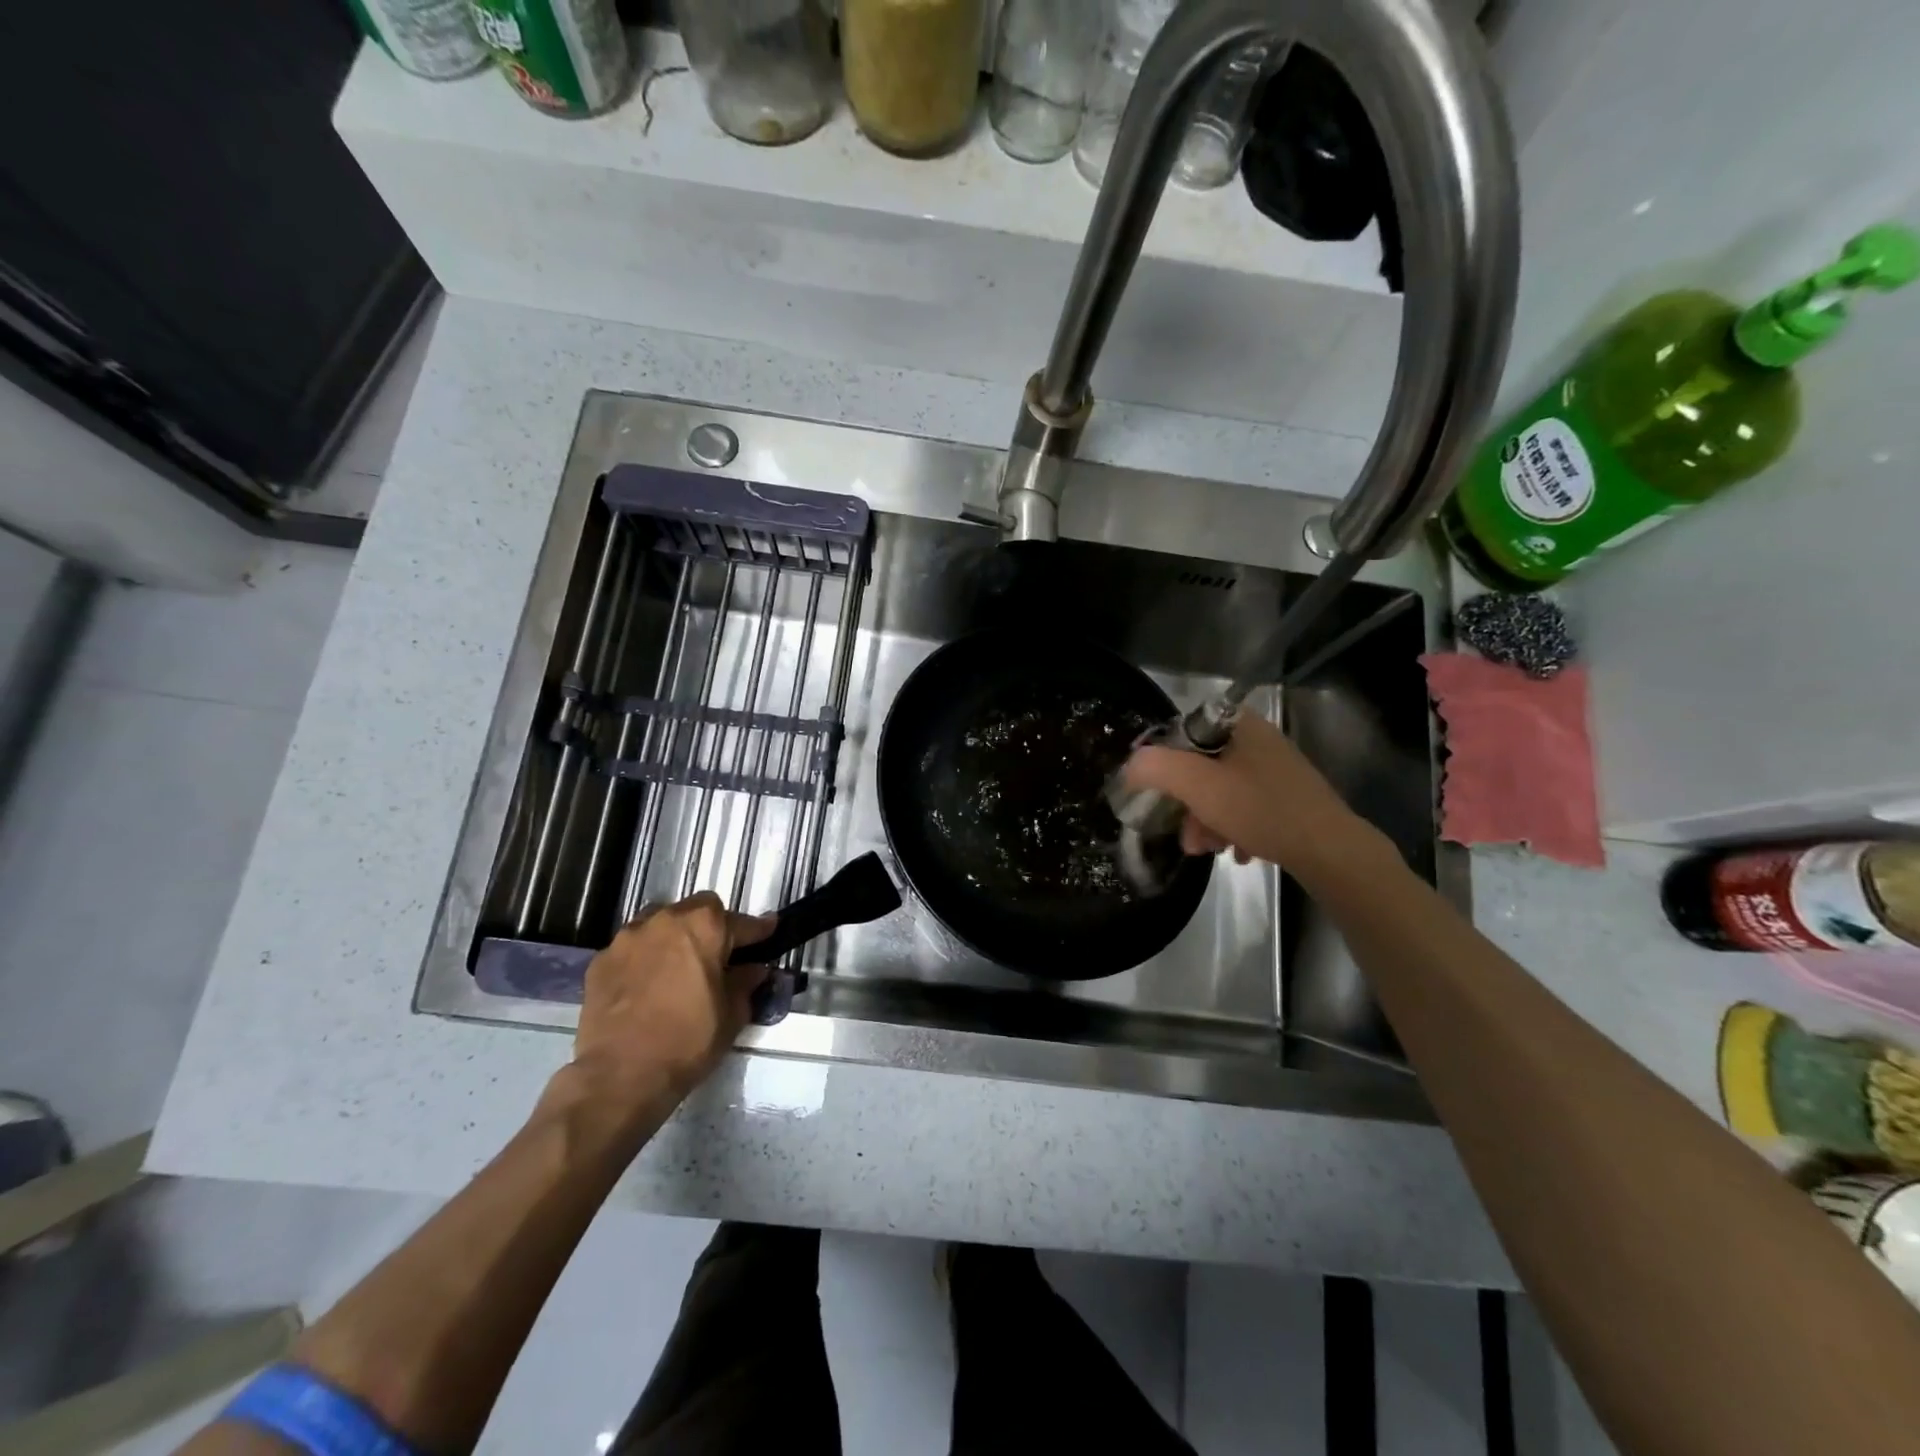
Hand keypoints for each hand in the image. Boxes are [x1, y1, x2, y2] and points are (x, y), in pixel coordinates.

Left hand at [570, 893, 774, 1115]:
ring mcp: (628, 938)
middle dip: (712, 926)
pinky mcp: (600, 961)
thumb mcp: (732, 1014)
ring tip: (679, 966)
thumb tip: (754, 969)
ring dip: (674, 937)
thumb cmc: (688, 1040)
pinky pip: (632, 949)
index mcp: (704, 926)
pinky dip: (644, 959)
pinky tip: (647, 985)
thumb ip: (746, 983)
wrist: (620, 1075)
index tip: (769, 932)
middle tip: (718, 955)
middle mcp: (665, 920)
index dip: (758, 931)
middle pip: (697, 910)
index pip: (742, 922)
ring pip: (660, 923)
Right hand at [1121, 710, 1373, 879]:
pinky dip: (1234, 827)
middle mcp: (1258, 739)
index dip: (1163, 763)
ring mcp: (1276, 768)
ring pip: (1222, 790)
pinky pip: (1246, 806)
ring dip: (1207, 820)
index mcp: (1238, 724)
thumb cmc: (1260, 809)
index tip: (1157, 794)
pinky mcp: (1289, 796)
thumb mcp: (1198, 786)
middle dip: (1187, 803)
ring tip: (1209, 849)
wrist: (1331, 850)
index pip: (1182, 732)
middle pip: (1201, 766)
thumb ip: (1156, 768)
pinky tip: (1238, 851)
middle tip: (1186, 835)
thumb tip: (1131, 766)